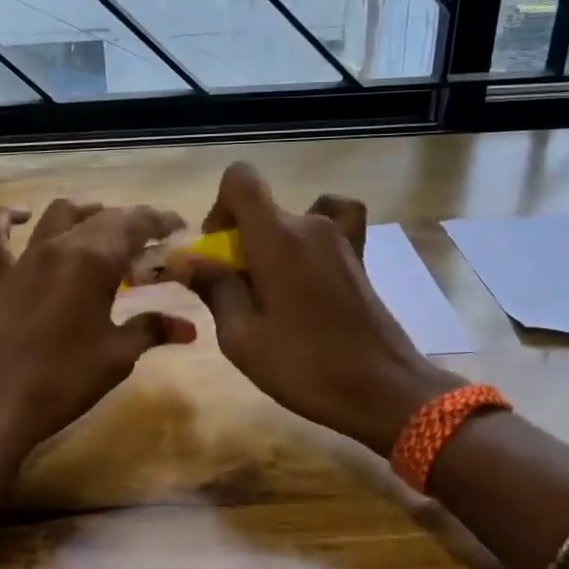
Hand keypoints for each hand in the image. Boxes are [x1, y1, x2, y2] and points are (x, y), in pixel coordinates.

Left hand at [0, 199, 193, 465]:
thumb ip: (152, 330)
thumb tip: (189, 328)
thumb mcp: (118, 355)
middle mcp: (59, 246)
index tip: (180, 227)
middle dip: (131, 222)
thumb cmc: (65, 378)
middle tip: (152, 243)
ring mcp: (25, 259)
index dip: (160, 220)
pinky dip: (8, 219)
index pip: (135, 223)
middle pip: (101, 217)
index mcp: (94, 259)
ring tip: (105, 228)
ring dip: (86, 214)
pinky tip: (21, 216)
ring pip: (58, 215)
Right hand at [166, 163, 459, 453]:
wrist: (383, 390)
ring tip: (272, 292)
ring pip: (290, 221)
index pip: (241, 179)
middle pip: (262, 207)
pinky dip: (310, 239)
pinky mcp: (358, 258)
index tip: (217, 251)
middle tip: (237, 291)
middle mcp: (310, 224)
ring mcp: (340, 239)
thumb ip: (213, 288)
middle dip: (240, 239)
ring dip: (271, 246)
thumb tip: (185, 258)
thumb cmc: (305, 366)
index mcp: (276, 237)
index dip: (220, 207)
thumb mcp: (242, 337)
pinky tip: (307, 271)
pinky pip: (330, 226)